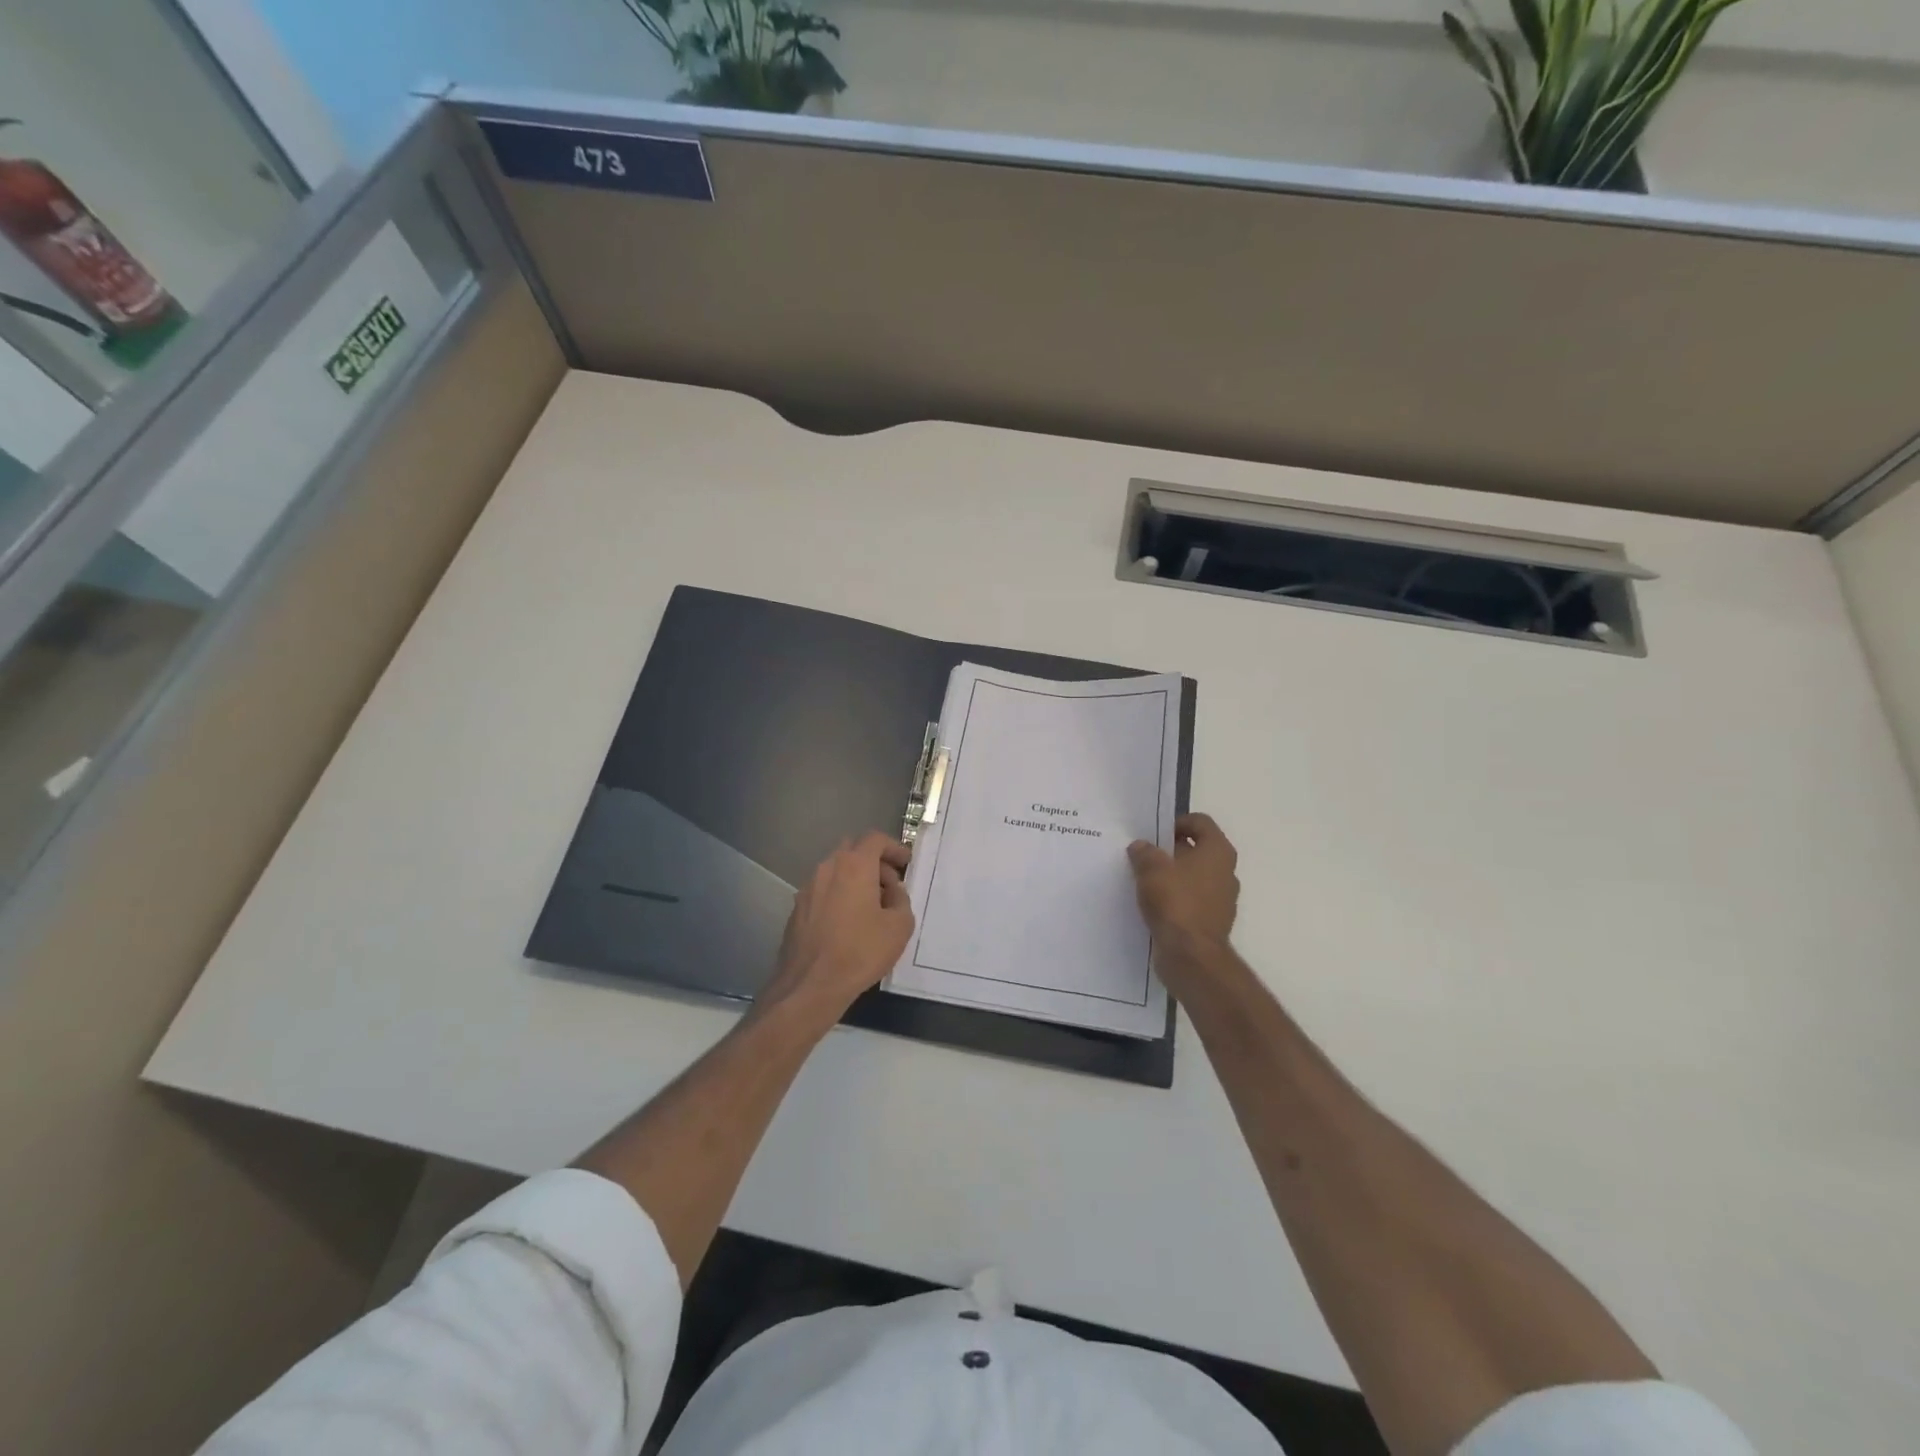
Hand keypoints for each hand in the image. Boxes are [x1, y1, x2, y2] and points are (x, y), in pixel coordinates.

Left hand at [759, 832, 914, 1029]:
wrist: (810, 985)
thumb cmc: (860, 952)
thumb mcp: (899, 926)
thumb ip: (901, 900)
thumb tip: (892, 892)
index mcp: (854, 866)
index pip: (874, 839)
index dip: (894, 847)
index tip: (906, 863)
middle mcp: (827, 869)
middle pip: (852, 850)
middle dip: (874, 861)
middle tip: (890, 885)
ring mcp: (808, 888)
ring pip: (836, 870)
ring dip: (855, 879)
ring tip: (871, 906)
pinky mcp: (797, 909)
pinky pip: (823, 890)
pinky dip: (839, 895)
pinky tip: (848, 923)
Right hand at [1127, 813, 1239, 966]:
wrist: (1191, 956)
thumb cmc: (1176, 902)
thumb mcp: (1151, 869)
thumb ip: (1144, 852)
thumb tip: (1141, 847)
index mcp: (1218, 851)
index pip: (1200, 822)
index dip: (1177, 822)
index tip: (1154, 834)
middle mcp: (1226, 871)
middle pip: (1197, 849)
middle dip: (1170, 851)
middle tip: (1143, 856)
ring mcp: (1222, 898)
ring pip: (1193, 876)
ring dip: (1172, 876)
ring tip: (1144, 880)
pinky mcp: (1212, 921)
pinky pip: (1191, 900)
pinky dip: (1175, 898)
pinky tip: (1153, 904)